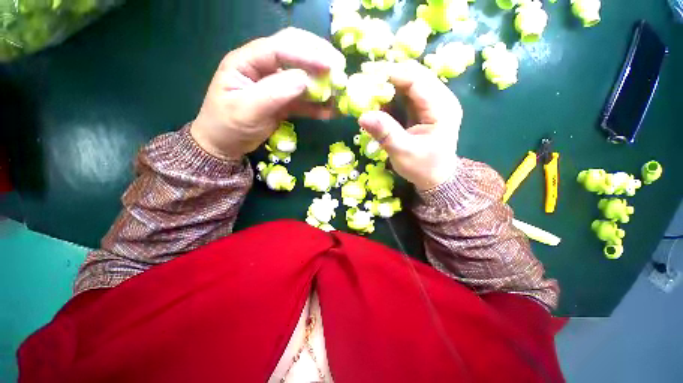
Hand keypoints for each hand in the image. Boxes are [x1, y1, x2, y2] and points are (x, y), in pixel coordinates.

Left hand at [191, 28, 345, 159]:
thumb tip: (304, 80)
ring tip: (340, 92)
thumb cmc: (228, 125)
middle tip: (340, 69)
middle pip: (294, 53)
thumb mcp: (247, 109)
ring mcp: (275, 85)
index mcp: (247, 61)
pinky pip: (303, 101)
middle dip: (318, 58)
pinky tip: (331, 111)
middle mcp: (263, 67)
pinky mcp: (284, 102)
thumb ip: (274, 93)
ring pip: (303, 78)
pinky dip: (318, 106)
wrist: (225, 145)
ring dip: (322, 84)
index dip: (306, 54)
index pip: (280, 48)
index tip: (329, 65)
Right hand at [358, 61, 462, 190]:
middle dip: (388, 77)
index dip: (391, 74)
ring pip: (409, 83)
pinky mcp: (425, 109)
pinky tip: (379, 103)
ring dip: (389, 86)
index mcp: (442, 107)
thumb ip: (385, 133)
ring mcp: (434, 103)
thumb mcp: (402, 152)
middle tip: (364, 83)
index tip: (367, 76)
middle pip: (414, 76)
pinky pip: (407, 95)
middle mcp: (441, 99)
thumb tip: (362, 116)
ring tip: (368, 92)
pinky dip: (391, 97)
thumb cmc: (423, 168)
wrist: (436, 178)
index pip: (417, 79)